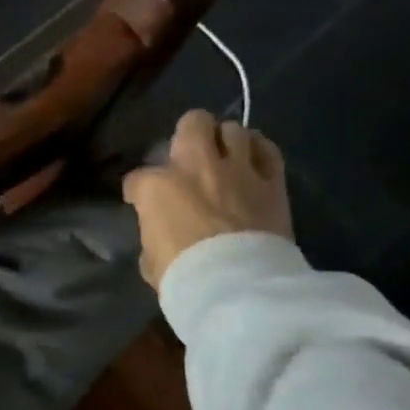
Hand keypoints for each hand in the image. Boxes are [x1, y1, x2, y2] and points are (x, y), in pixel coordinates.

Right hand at [123, 109, 293, 292]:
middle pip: (193, 123)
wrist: (238, 287)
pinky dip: (258, 150)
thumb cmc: (183, 274)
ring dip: (226, 140)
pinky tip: (252, 158)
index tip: (140, 203)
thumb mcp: (150, 257)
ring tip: (224, 154)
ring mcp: (237, 170)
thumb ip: (153, 233)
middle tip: (188, 153)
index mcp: (156, 186)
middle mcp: (195, 166)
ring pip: (233, 129)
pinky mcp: (272, 182)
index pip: (137, 177)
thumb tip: (161, 231)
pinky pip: (268, 149)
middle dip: (188, 133)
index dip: (137, 190)